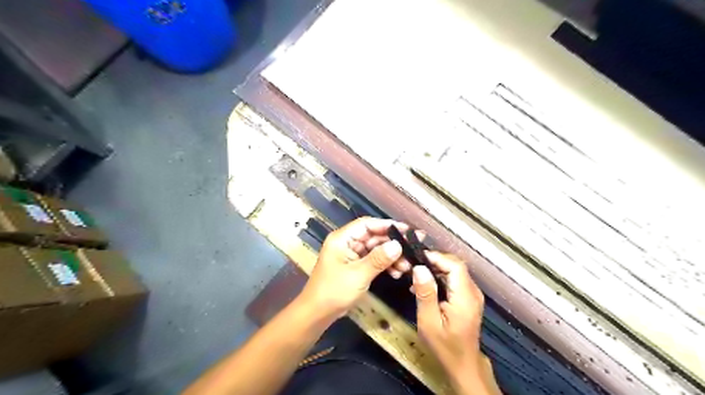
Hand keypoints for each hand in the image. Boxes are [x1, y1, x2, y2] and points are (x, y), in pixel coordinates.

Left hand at [300, 217, 410, 320]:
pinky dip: (385, 264)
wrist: (317, 314)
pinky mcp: (355, 266)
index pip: (367, 224)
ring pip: (375, 249)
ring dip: (391, 256)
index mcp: (342, 238)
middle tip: (413, 248)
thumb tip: (398, 245)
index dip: (387, 225)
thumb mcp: (358, 275)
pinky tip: (397, 272)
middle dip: (393, 243)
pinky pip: (373, 260)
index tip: (406, 230)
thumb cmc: (334, 291)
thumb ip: (378, 259)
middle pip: (373, 236)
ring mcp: (351, 255)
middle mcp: (347, 243)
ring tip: (407, 266)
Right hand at [411, 252, 490, 392]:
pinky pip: (454, 279)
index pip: (455, 265)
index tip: (416, 257)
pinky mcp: (468, 297)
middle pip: (455, 265)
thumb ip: (425, 294)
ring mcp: (472, 294)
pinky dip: (439, 277)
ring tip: (415, 274)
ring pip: (454, 270)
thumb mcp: (429, 322)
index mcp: (465, 297)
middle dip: (434, 261)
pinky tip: (425, 285)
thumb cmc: (445, 346)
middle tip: (412, 265)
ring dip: (435, 268)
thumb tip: (419, 268)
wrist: (463, 364)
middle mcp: (473, 292)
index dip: (437, 257)